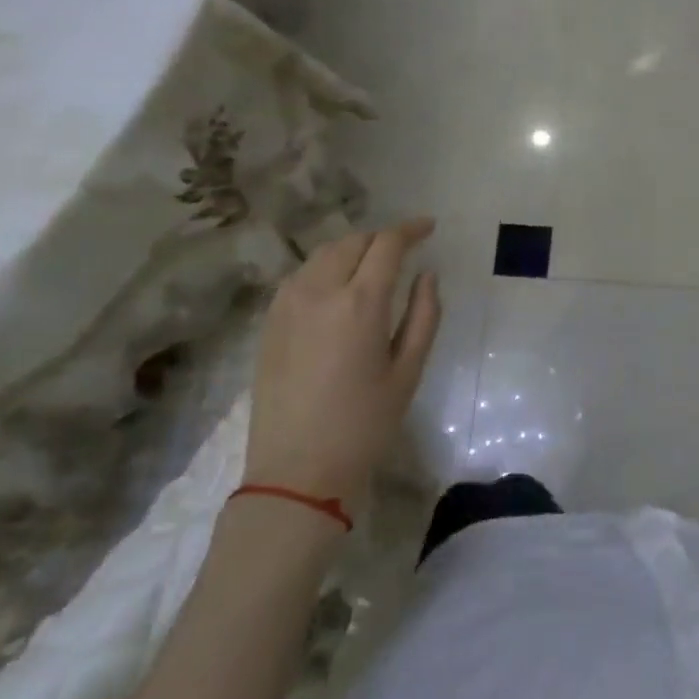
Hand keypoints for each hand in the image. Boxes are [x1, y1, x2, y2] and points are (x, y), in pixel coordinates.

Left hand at [244, 219, 441, 504]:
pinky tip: (338, 286)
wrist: (296, 471)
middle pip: (353, 241)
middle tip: (404, 249)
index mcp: (360, 303)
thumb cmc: (364, 425)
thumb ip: (424, 315)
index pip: (387, 244)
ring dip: (352, 248)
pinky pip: (301, 275)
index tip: (428, 227)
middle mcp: (319, 291)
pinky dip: (325, 267)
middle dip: (382, 237)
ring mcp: (287, 304)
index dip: (410, 229)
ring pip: (323, 254)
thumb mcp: (408, 371)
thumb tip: (427, 274)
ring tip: (372, 263)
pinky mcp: (269, 321)